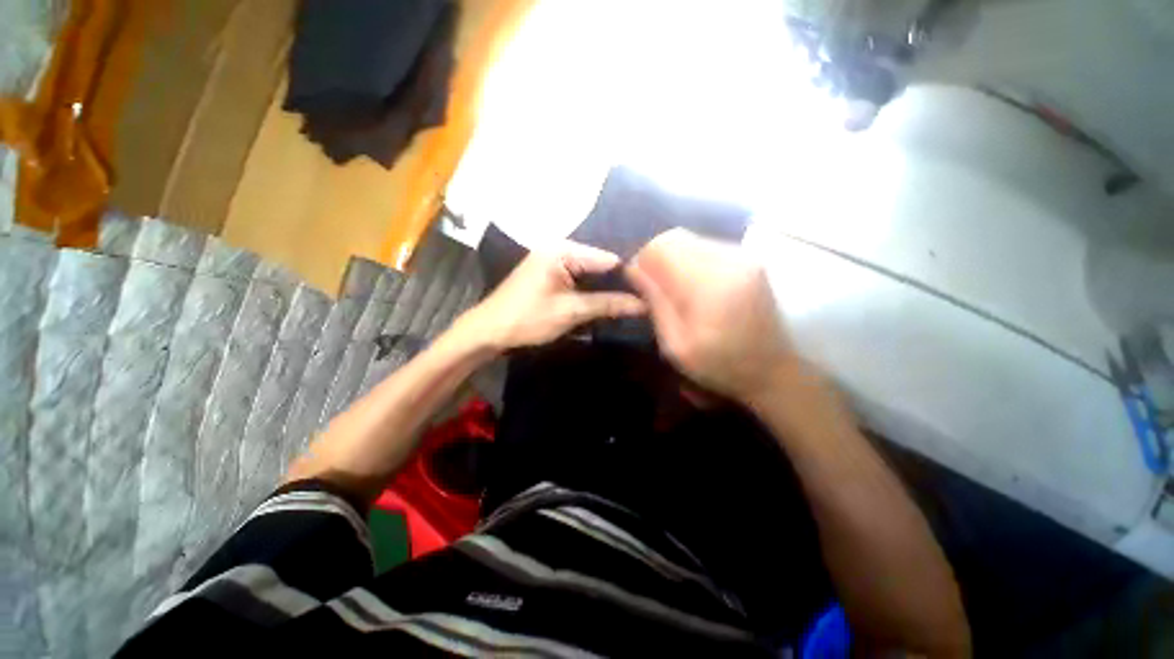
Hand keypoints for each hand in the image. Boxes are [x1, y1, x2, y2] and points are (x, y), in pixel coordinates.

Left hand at [459, 241, 646, 351]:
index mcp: (562, 250)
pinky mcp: (549, 271)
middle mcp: (559, 247)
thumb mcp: (571, 312)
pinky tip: (605, 300)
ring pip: (589, 270)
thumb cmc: (528, 319)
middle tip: (642, 300)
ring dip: (605, 286)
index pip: (607, 258)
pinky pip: (578, 275)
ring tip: (629, 301)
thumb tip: (643, 305)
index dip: (629, 276)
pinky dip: (590, 288)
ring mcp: (552, 258)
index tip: (649, 293)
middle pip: (599, 263)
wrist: (489, 330)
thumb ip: (607, 304)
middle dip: (617, 282)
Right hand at [626, 228, 798, 402]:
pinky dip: (690, 261)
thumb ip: (656, 302)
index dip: (642, 262)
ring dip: (673, 260)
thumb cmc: (719, 365)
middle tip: (654, 288)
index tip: (639, 286)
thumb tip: (633, 270)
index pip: (662, 247)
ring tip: (673, 289)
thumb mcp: (676, 345)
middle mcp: (729, 260)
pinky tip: (693, 286)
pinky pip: (706, 247)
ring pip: (690, 240)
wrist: (771, 371)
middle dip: (656, 259)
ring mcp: (743, 257)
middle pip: (675, 238)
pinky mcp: (749, 260)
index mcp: (710, 284)